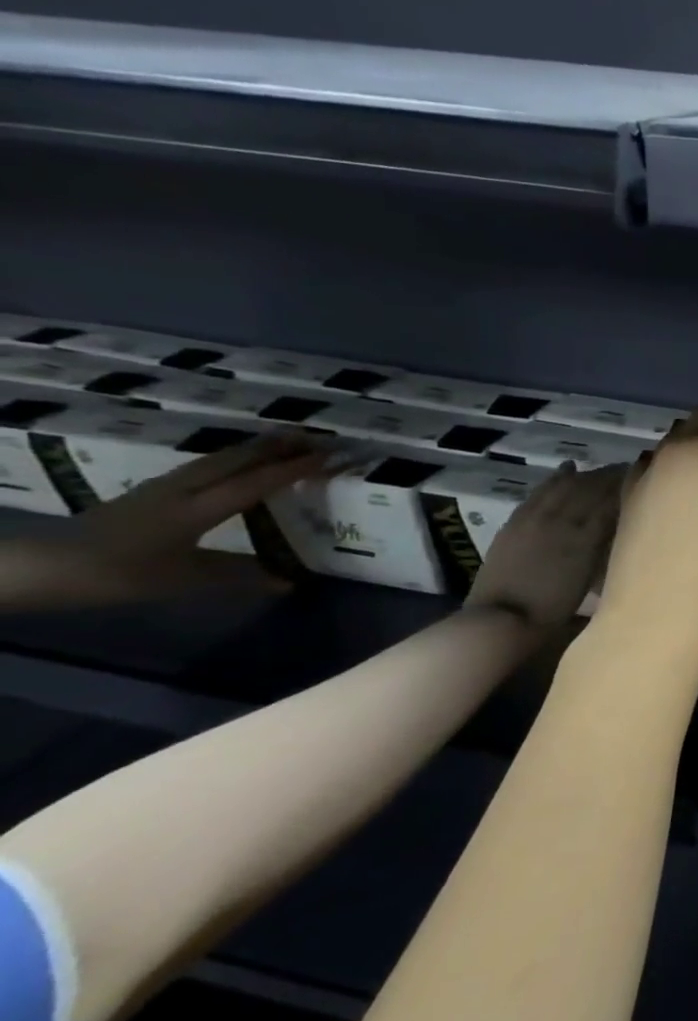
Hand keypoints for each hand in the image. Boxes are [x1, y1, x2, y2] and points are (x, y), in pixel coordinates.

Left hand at [48, 433, 328, 602]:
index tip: (330, 457)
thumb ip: (238, 577)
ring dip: (258, 447)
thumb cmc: (118, 574)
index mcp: (196, 509)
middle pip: (237, 458)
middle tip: (319, 438)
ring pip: (220, 457)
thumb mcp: (183, 581)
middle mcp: (183, 488)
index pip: (255, 482)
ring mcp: (165, 485)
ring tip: (289, 441)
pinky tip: (243, 460)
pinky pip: (205, 464)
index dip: (294, 469)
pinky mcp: (154, 489)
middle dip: (279, 445)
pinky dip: (235, 456)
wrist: (45, 566)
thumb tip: (289, 582)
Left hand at [465, 464, 622, 627]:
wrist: (502, 619)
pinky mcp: (517, 521)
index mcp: (586, 537)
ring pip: (566, 486)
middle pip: (591, 489)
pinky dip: (557, 478)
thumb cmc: (553, 609)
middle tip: (629, 470)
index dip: (628, 488)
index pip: (611, 502)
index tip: (644, 479)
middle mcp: (563, 520)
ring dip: (587, 475)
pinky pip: (541, 491)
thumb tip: (621, 527)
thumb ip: (605, 549)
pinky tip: (568, 468)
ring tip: (603, 470)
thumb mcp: (590, 581)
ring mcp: (537, 518)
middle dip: (611, 477)